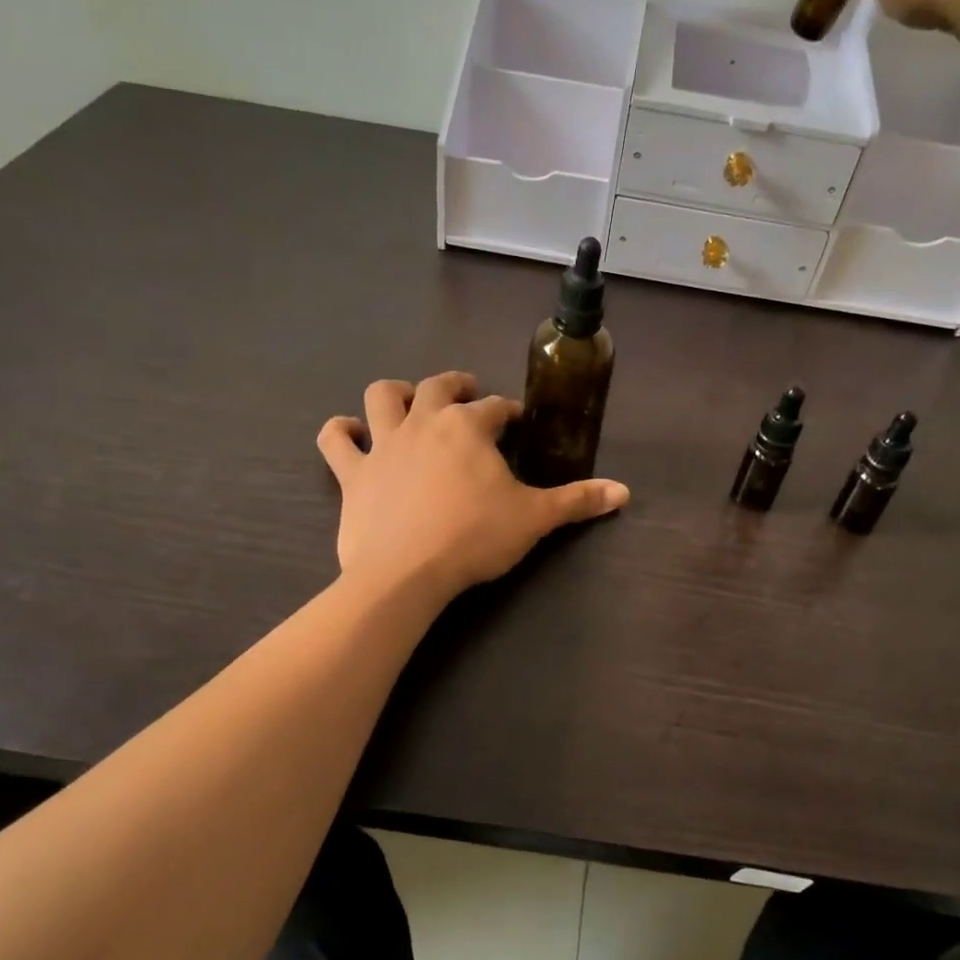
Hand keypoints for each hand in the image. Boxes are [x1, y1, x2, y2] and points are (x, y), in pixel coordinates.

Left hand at [317, 372, 629, 601]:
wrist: (405, 573)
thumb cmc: (474, 538)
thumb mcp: (534, 519)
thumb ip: (577, 501)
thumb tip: (624, 492)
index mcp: (469, 428)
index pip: (496, 408)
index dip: (509, 412)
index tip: (517, 422)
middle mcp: (424, 423)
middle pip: (439, 387)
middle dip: (458, 385)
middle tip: (469, 394)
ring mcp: (383, 445)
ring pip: (381, 397)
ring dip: (396, 393)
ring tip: (409, 401)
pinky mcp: (353, 474)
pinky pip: (336, 441)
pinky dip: (340, 432)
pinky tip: (348, 431)